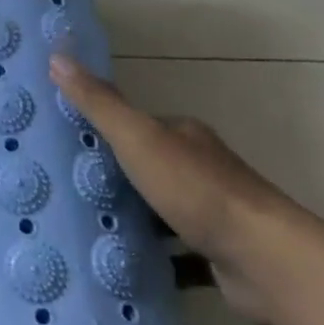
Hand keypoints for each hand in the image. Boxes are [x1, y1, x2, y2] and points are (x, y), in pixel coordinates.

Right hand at [50, 53, 305, 324]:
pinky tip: (123, 268)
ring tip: (86, 230)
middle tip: (66, 192)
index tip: (65, 147)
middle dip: (113, 180)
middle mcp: (202, 170)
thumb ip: (99, 103)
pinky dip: (155, 260)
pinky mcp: (220, 256)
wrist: (266, 261)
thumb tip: (57, 56)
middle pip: (148, 169)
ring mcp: (214, 215)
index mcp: (184, 137)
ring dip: (132, 221)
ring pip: (162, 213)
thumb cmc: (197, 190)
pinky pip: (178, 255)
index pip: (137, 126)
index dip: (103, 132)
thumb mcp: (137, 138)